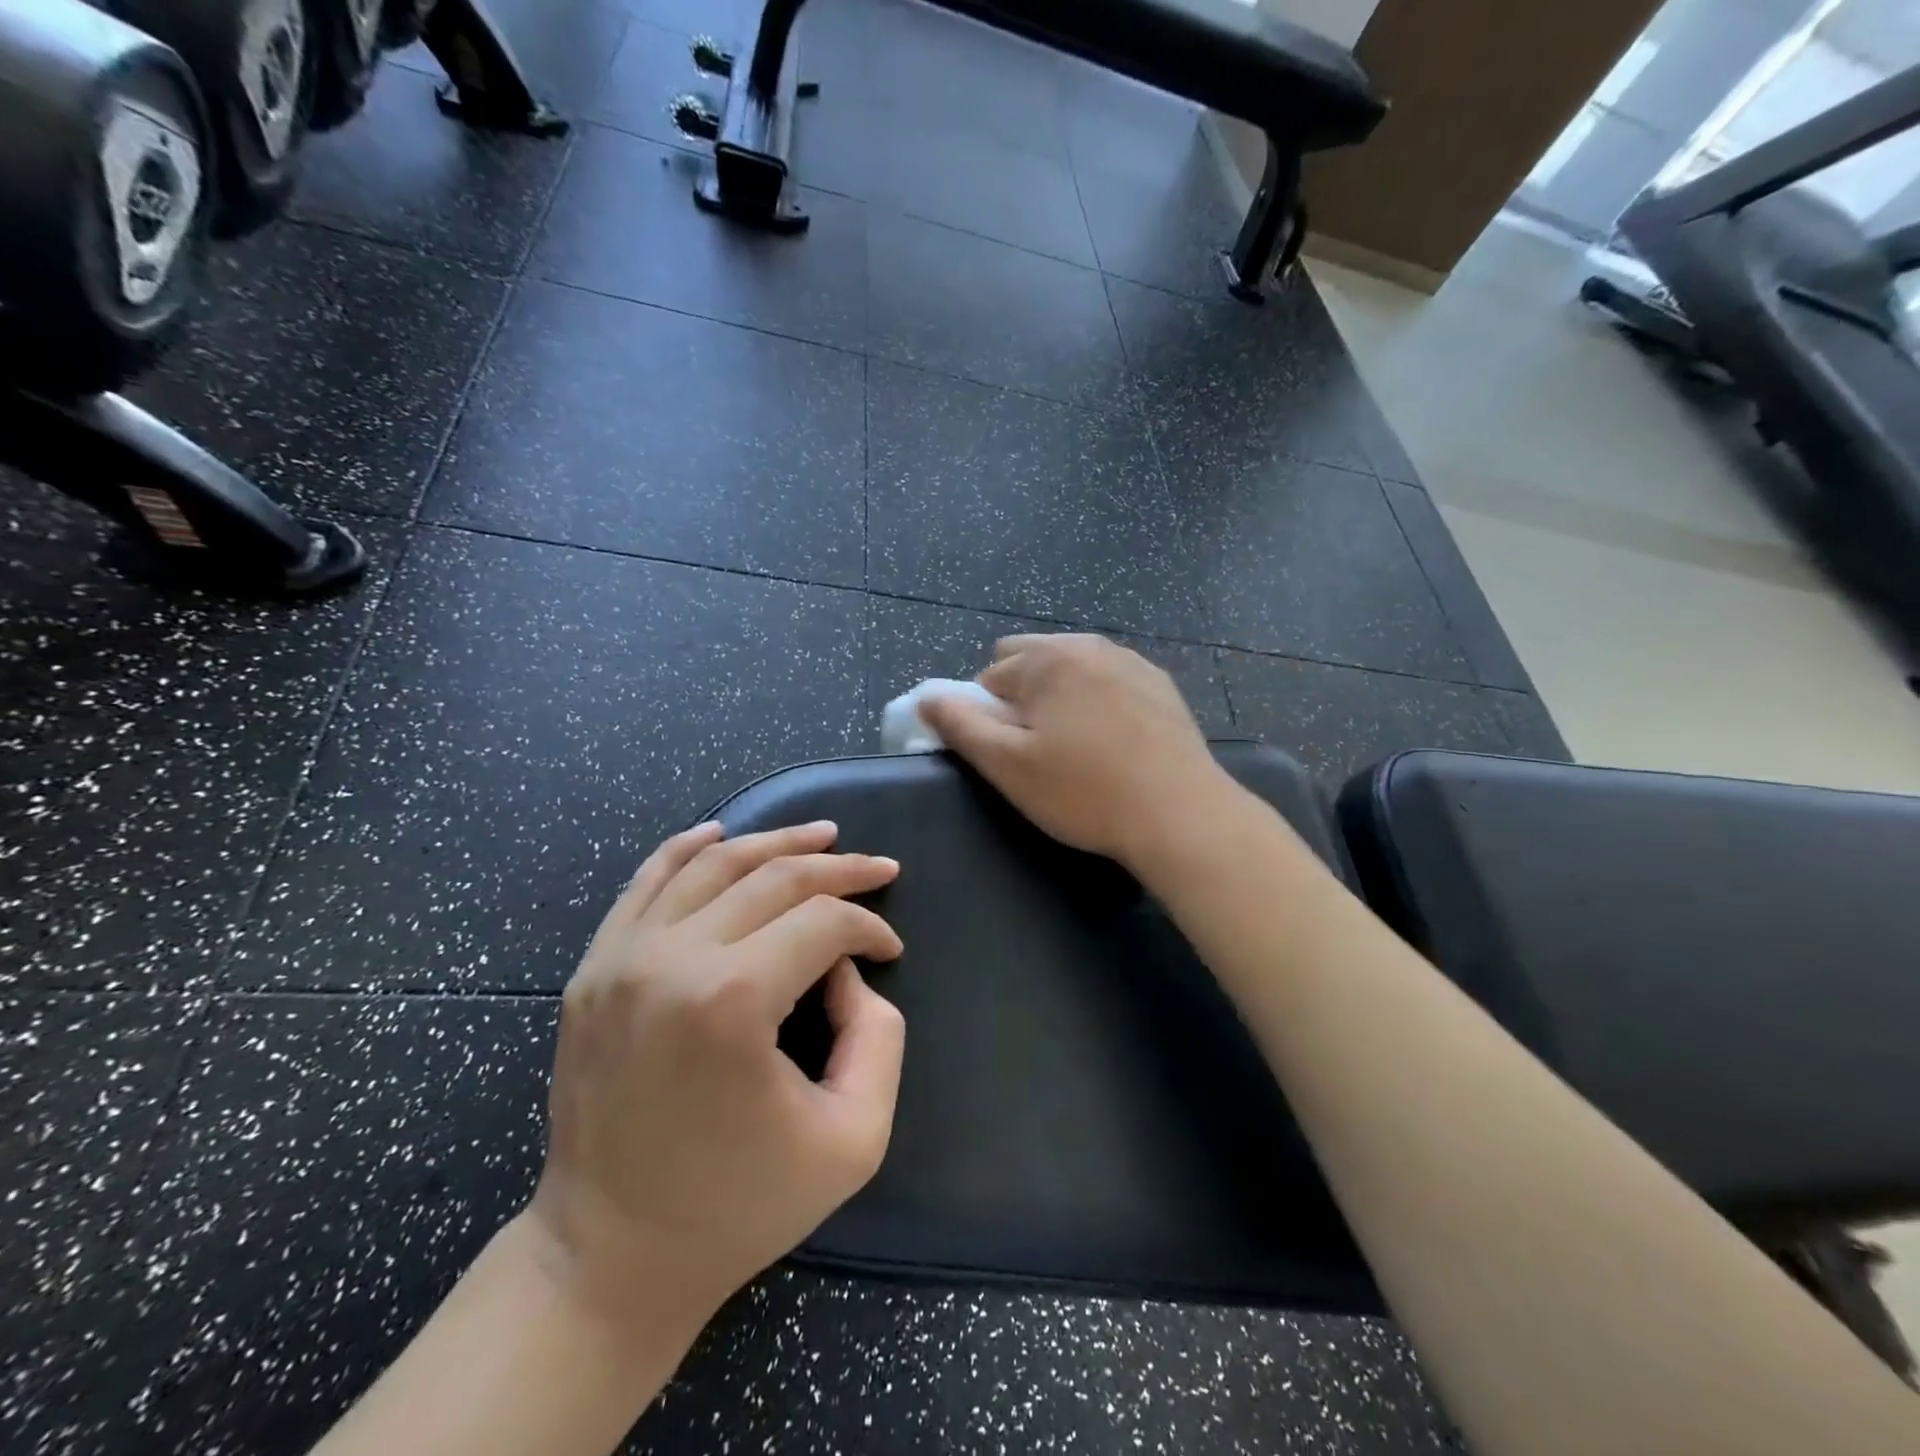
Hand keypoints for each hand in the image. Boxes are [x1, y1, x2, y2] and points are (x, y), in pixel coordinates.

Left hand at [527, 821, 904, 1327]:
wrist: (610, 1258)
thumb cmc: (740, 1207)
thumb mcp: (853, 1138)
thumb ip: (878, 1037)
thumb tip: (847, 972)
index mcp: (731, 1001)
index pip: (822, 923)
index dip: (868, 927)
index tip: (889, 952)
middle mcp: (671, 960)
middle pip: (772, 879)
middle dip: (838, 868)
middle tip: (878, 869)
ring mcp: (621, 959)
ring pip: (712, 864)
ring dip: (775, 843)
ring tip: (821, 835)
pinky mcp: (593, 970)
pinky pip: (646, 883)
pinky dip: (688, 848)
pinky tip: (723, 834)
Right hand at [918, 633, 1229, 868]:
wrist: (1181, 814)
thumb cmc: (1084, 792)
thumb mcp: (1007, 765)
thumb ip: (960, 725)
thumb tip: (926, 698)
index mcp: (1047, 659)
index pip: (990, 676)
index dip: (988, 717)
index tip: (1011, 755)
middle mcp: (1088, 645)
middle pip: (1030, 660)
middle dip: (1021, 696)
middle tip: (1038, 748)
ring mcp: (1130, 661)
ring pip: (1071, 669)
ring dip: (1059, 697)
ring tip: (1077, 748)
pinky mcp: (1160, 684)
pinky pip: (1108, 681)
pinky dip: (1097, 701)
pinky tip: (1113, 743)